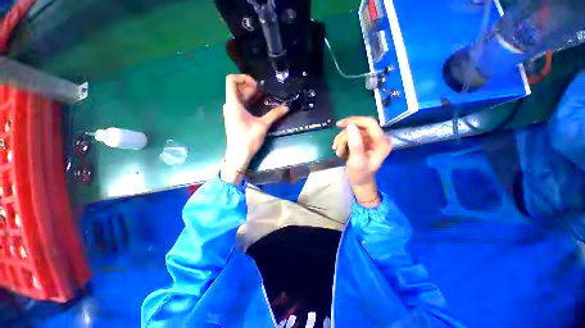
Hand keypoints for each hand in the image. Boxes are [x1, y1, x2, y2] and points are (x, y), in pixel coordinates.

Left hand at [221, 74, 288, 183]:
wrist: (238, 155)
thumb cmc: (248, 139)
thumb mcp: (263, 125)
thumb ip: (274, 114)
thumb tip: (287, 107)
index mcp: (233, 103)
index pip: (231, 80)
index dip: (243, 78)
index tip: (257, 85)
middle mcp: (230, 105)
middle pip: (237, 88)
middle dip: (251, 87)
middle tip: (264, 92)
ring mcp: (231, 112)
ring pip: (239, 97)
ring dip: (251, 95)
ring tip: (264, 98)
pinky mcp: (234, 119)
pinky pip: (240, 105)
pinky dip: (249, 103)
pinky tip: (259, 107)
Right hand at [332, 116, 391, 205]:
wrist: (359, 181)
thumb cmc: (360, 174)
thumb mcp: (357, 161)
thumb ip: (355, 144)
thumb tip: (350, 126)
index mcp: (382, 142)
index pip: (370, 123)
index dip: (355, 121)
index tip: (340, 124)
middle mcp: (378, 138)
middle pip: (359, 127)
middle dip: (345, 136)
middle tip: (336, 145)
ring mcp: (370, 140)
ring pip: (353, 131)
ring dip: (342, 140)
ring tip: (338, 152)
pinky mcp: (363, 141)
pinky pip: (351, 136)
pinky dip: (342, 142)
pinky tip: (339, 150)